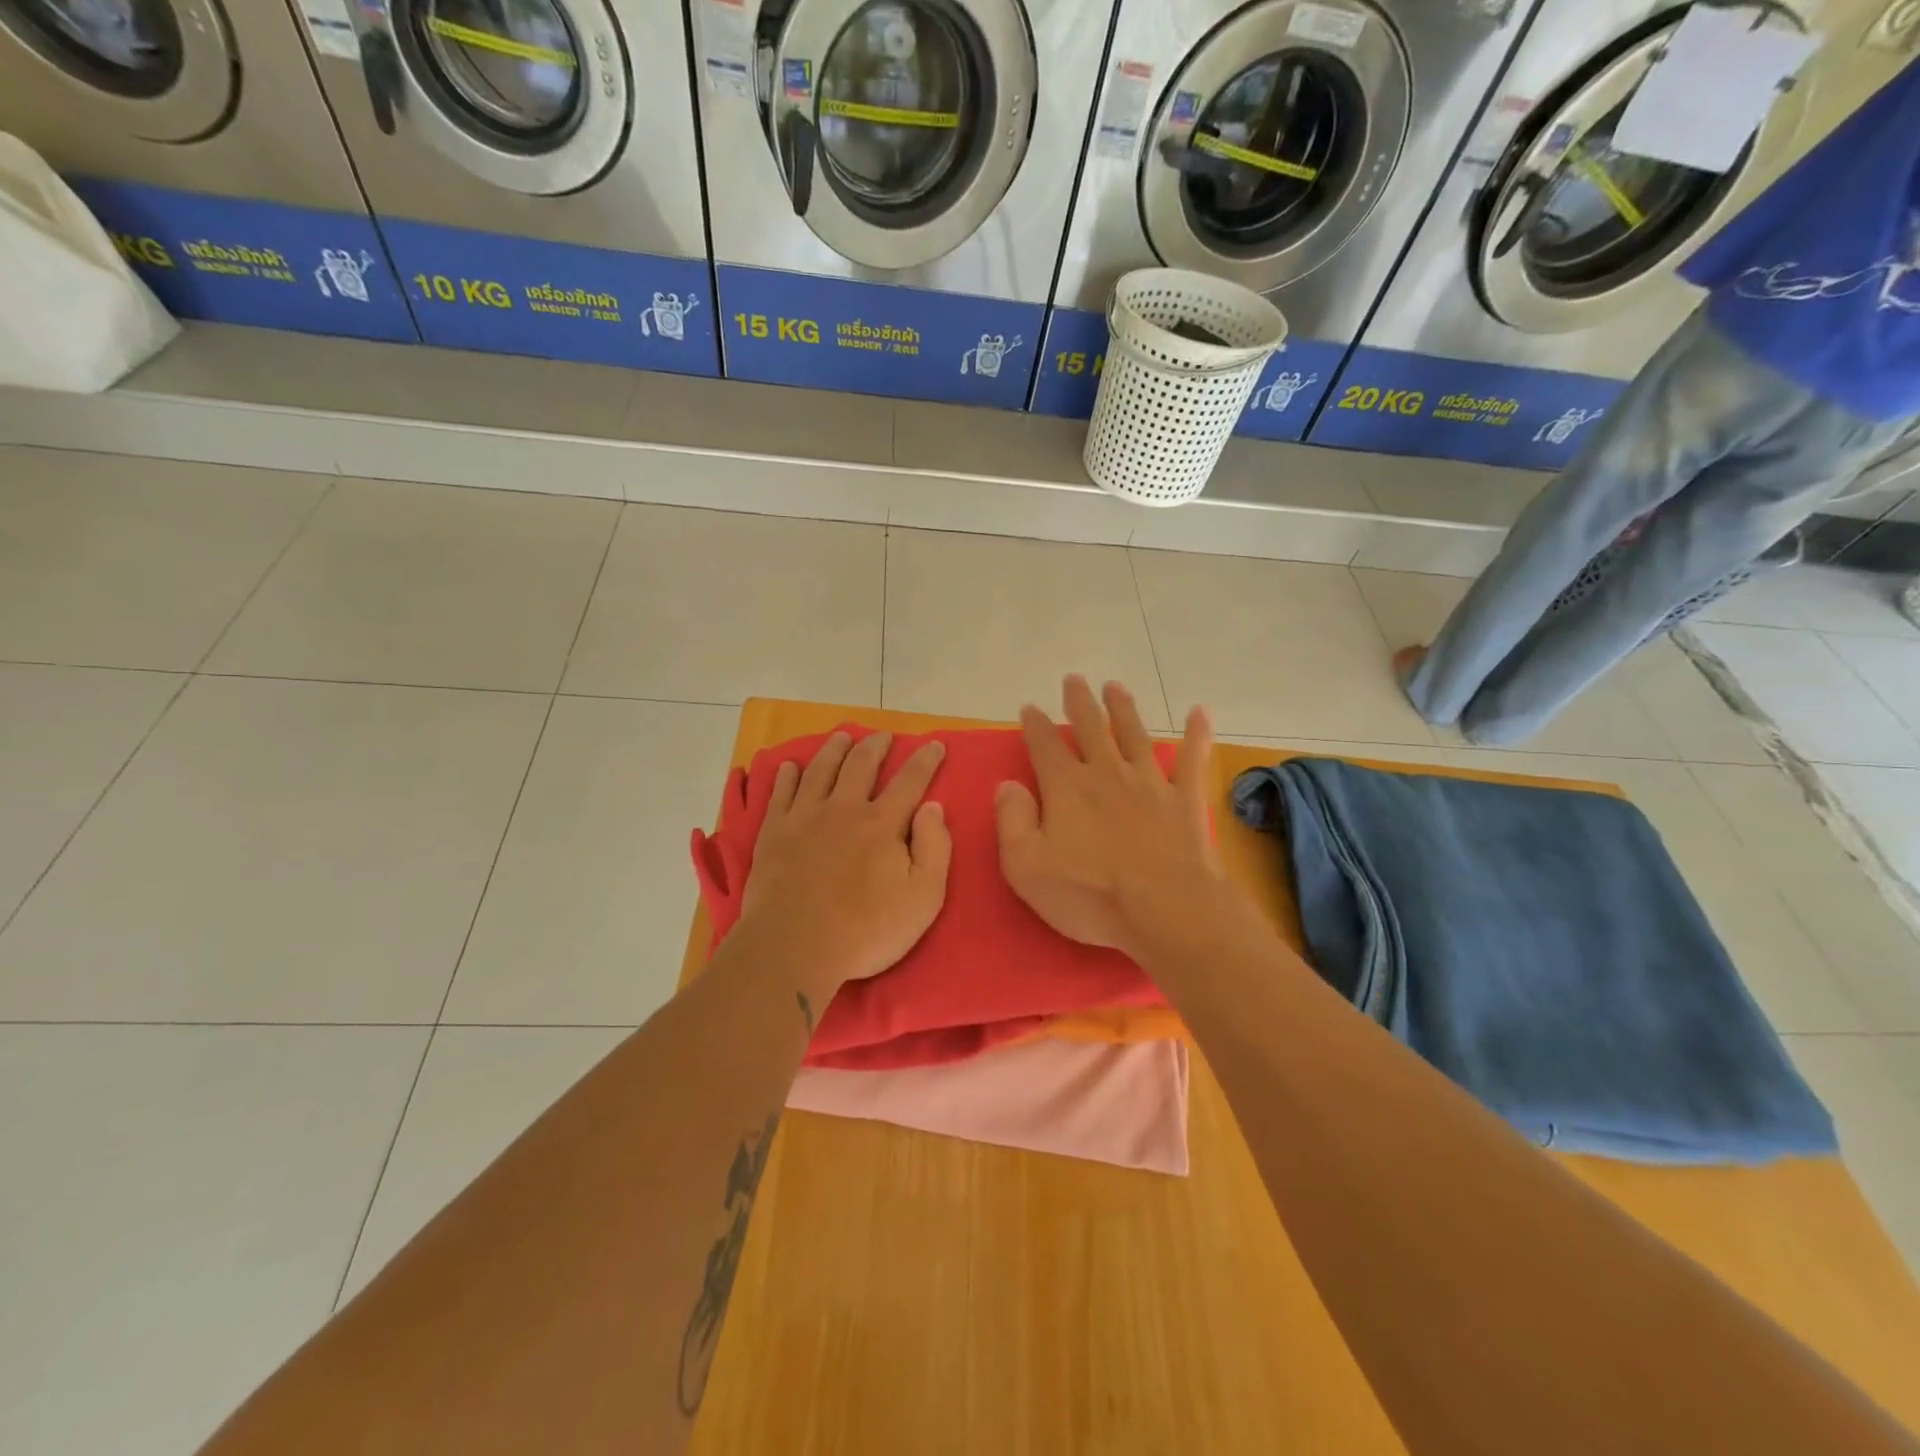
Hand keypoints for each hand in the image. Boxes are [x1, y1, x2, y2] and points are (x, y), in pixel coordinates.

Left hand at [739, 730, 951, 992]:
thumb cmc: (866, 930)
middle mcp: (844, 809)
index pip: (910, 781)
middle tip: (883, 736)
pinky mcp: (774, 833)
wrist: (794, 947)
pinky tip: (790, 767)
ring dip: (834, 749)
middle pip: (861, 764)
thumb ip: (934, 848)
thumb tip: (933, 807)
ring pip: (821, 770)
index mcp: (882, 823)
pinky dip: (787, 775)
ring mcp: (805, 817)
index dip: (925, 760)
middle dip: (876, 746)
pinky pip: (781, 793)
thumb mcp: (922, 898)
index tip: (935, 744)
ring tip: (841, 737)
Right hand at [995, 676, 1224, 960]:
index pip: (1045, 745)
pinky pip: (1192, 760)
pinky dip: (1196, 735)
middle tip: (1074, 679)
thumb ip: (1013, 821)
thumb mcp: (1027, 867)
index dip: (1035, 724)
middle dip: (1080, 702)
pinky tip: (1200, 713)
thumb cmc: (1090, 894)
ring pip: (1134, 734)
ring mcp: (1150, 783)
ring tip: (1115, 687)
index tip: (1030, 707)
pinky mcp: (1185, 801)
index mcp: (1067, 787)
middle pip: (1091, 728)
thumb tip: (1007, 785)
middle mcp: (1107, 774)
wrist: (1166, 908)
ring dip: (1123, 709)